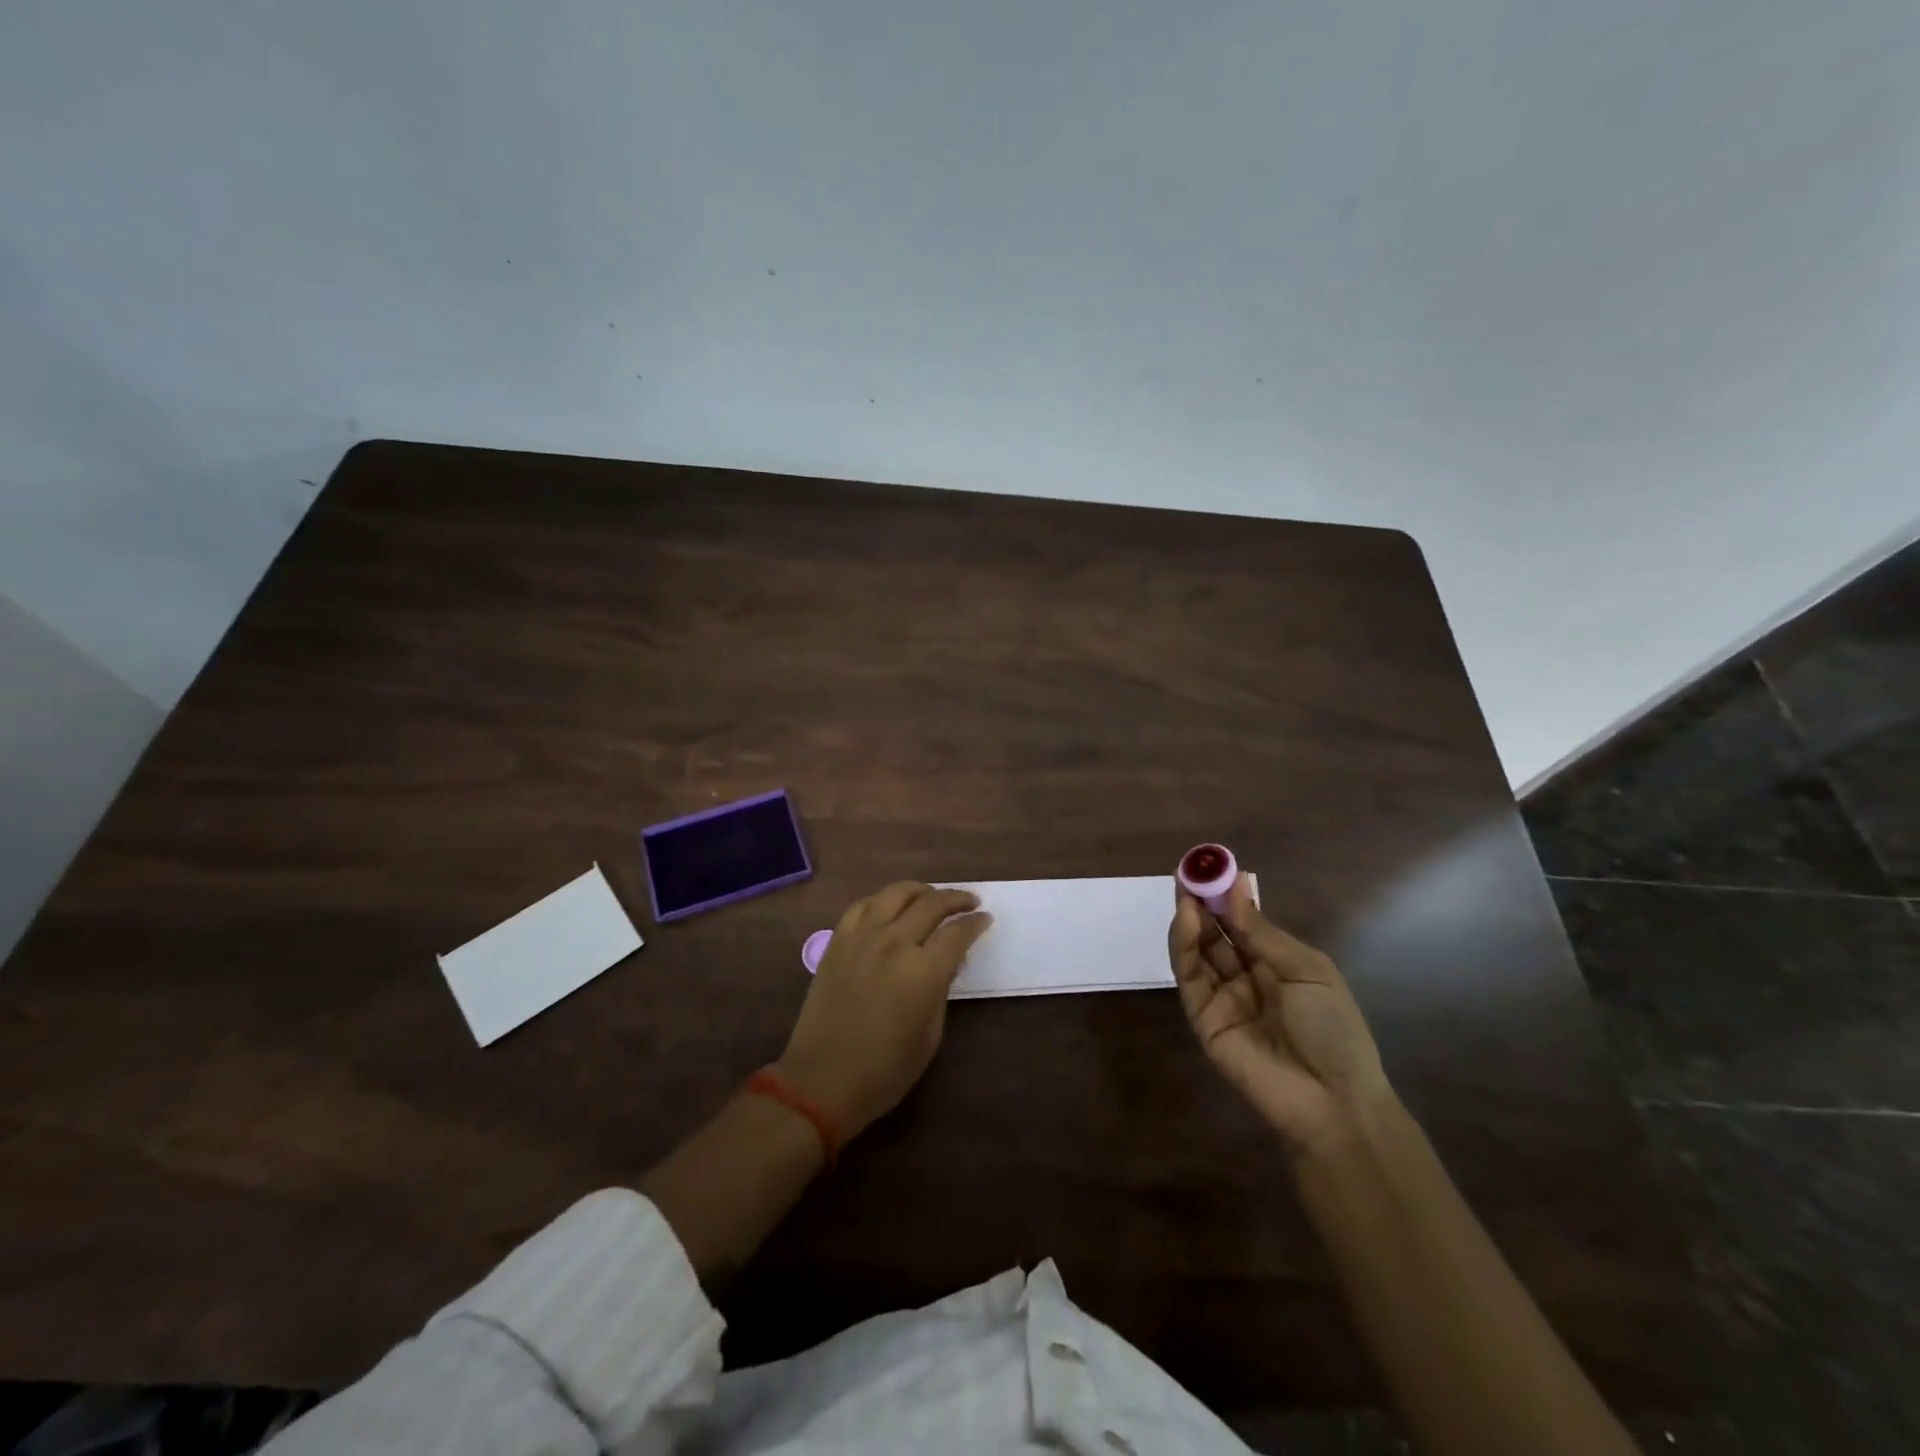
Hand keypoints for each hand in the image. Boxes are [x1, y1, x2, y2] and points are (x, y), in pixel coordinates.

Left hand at [777, 882, 991, 1140]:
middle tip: (969, 901)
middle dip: (956, 898)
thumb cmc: (885, 1070)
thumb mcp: (930, 1035)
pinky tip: (891, 907)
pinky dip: (883, 900)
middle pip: (931, 904)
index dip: (975, 923)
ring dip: (921, 890)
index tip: (985, 919)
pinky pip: (863, 905)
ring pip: (896, 893)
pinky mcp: (837, 941)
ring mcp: (862, 938)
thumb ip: (942, 989)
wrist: (822, 1080)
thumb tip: (948, 961)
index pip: (958, 933)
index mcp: (922, 971)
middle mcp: (894, 943)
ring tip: (932, 896)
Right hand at [1168, 873, 1390, 1158]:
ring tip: (1185, 891)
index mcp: (1278, 966)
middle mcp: (1247, 978)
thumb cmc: (1333, 1029)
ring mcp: (1223, 999)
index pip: (1244, 924)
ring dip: (1190, 920)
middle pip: (1217, 934)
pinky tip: (1187, 919)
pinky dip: (1184, 946)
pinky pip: (1190, 977)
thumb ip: (1263, 932)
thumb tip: (1235, 890)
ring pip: (1199, 952)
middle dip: (1203, 904)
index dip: (1228, 897)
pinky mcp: (1203, 1019)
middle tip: (1190, 873)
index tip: (1214, 868)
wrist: (1333, 1100)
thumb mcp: (1307, 970)